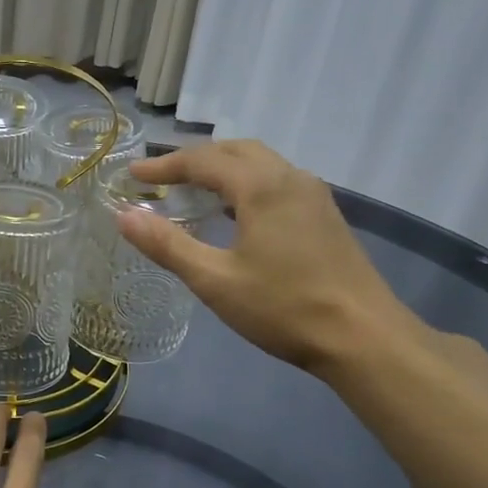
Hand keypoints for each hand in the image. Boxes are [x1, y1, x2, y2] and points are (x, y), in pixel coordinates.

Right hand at [120, 139, 416, 373]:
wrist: (364, 338)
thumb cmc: (283, 307)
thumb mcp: (214, 280)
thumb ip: (167, 245)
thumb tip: (123, 215)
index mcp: (261, 187)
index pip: (203, 160)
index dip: (163, 166)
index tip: (132, 176)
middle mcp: (289, 178)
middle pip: (235, 150)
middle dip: (194, 159)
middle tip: (160, 178)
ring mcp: (313, 195)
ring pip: (260, 163)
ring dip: (222, 168)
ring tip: (192, 190)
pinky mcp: (325, 215)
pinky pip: (276, 180)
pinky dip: (245, 183)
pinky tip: (234, 212)